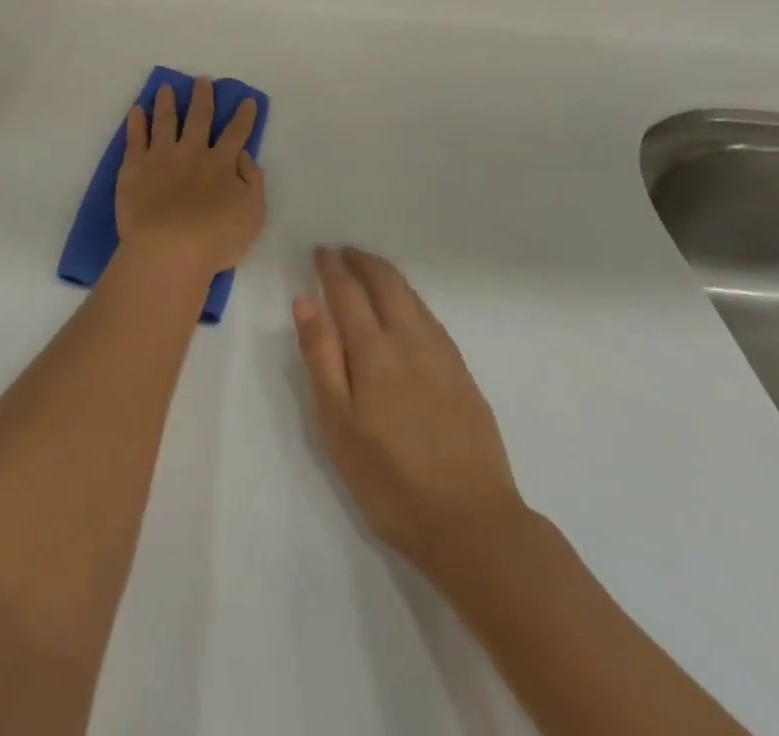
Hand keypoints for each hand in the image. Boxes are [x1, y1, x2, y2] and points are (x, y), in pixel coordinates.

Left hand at [115, 78, 264, 282]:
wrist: (168, 249)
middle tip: (202, 81)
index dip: (244, 116)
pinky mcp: (135, 166)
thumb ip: (252, 180)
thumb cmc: (215, 238)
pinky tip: (137, 110)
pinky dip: (137, 121)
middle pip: (199, 117)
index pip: (237, 133)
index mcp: (222, 163)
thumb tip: (244, 156)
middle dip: (203, 97)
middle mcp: (192, 152)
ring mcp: (161, 156)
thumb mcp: (252, 213)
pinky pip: (135, 137)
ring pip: (165, 120)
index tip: (246, 100)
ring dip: (167, 102)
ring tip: (166, 88)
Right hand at [293, 247, 525, 572]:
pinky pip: (432, 319)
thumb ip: (321, 356)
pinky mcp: (464, 377)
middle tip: (344, 253)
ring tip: (371, 272)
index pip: (348, 292)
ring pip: (413, 298)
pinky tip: (409, 312)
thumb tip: (305, 300)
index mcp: (374, 350)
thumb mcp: (337, 422)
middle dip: (363, 262)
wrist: (474, 526)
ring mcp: (443, 358)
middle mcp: (410, 341)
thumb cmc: (389, 479)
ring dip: (388, 277)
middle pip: (387, 284)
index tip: (320, 252)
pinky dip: (412, 301)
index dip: (332, 268)